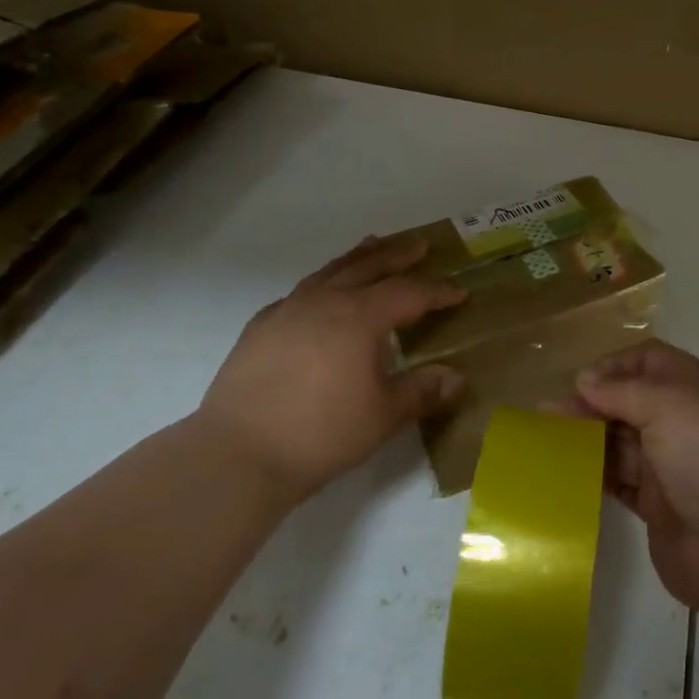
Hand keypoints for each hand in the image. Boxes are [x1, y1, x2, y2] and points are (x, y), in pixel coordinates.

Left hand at [197, 236, 467, 500]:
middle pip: (368, 267)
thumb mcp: (383, 416)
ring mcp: (287, 310)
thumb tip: (457, 379)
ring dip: (357, 258)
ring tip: (373, 245)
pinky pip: (300, 292)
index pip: (408, 293)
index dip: (437, 291)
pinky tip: (321, 294)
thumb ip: (422, 391)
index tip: (460, 291)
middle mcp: (324, 302)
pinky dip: (321, 284)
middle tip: (420, 244)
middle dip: (398, 255)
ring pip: (330, 271)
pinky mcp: (260, 327)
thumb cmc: (321, 434)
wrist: (238, 454)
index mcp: (359, 317)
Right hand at [571, 341, 698, 615]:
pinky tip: (564, 472)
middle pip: (630, 400)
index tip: (579, 383)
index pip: (649, 361)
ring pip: (620, 440)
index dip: (614, 366)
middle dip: (593, 403)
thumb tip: (584, 380)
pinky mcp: (657, 505)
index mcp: (698, 388)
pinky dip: (593, 473)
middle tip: (551, 415)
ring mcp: (671, 465)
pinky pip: (618, 480)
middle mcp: (685, 421)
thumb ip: (622, 390)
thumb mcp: (670, 406)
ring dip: (587, 438)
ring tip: (548, 442)